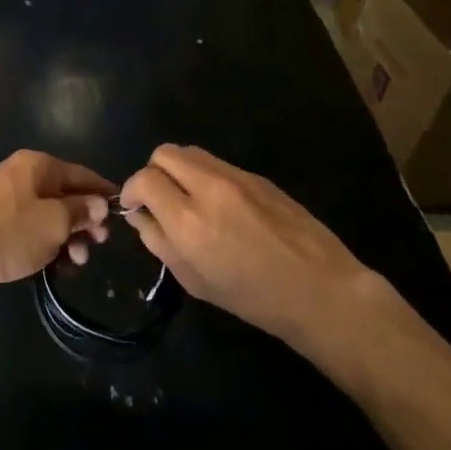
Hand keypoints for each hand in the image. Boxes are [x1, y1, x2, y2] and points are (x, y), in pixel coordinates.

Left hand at [0, 150, 113, 297]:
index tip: (122, 215)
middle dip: (85, 221)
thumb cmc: (8, 231)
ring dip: (67, 238)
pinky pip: (29, 231)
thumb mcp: (55, 222)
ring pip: (48, 216)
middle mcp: (22, 176)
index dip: (104, 193)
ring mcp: (5, 200)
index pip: (82, 174)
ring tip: (75, 263)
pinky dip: (45, 245)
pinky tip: (54, 266)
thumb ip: (81, 210)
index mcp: (38, 165)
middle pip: (65, 195)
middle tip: (97, 245)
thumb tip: (99, 203)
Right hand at [119, 145, 378, 343]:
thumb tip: (140, 214)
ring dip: (179, 170)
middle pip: (164, 153)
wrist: (318, 289)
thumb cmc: (252, 297)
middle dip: (153, 172)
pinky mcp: (258, 176)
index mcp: (188, 220)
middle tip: (160, 199)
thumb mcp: (193, 280)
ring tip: (188, 200)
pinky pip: (218, 164)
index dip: (132, 190)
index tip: (136, 207)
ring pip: (191, 152)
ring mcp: (237, 177)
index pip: (144, 178)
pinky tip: (220, 206)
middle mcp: (209, 188)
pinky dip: (205, 176)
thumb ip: (158, 241)